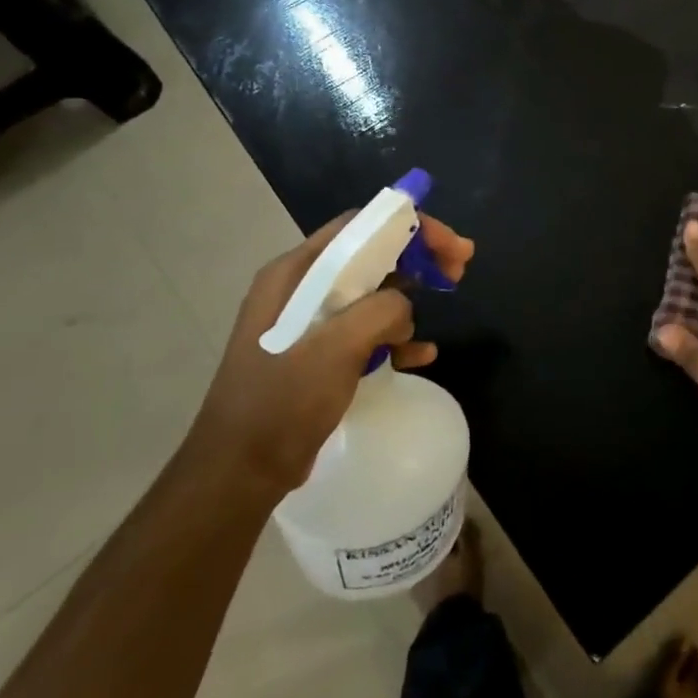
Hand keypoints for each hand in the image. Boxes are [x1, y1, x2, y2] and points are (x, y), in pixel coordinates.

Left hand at [189, 210, 474, 494]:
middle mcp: (301, 287)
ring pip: (374, 293)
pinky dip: (396, 338)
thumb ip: (381, 309)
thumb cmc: (282, 401)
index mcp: (296, 272)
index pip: (362, 226)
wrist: (240, 472)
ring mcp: (309, 321)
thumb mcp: (336, 347)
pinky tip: (418, 358)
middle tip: (458, 273)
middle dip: (419, 261)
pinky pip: (367, 330)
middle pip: (372, 255)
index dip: (412, 227)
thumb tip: (404, 306)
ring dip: (408, 306)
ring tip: (430, 330)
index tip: (452, 247)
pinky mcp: (319, 352)